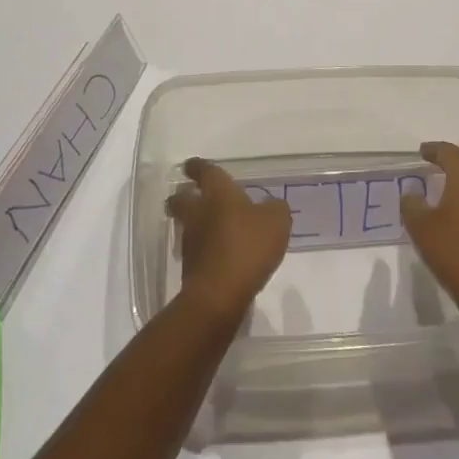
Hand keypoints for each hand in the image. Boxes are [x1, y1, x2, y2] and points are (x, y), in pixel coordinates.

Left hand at [167, 158, 291, 321]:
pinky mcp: (190, 267)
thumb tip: (270, 206)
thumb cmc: (248, 246)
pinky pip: (195, 250)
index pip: (204, 171)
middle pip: (182, 198)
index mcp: (218, 192)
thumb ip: (275, 208)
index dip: (198, 166)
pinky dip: (203, 249)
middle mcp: (198, 212)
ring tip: (209, 227)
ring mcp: (191, 240)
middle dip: (183, 195)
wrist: (219, 294)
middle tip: (190, 195)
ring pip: (186, 224)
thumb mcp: (276, 221)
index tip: (192, 165)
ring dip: (193, 223)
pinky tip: (217, 254)